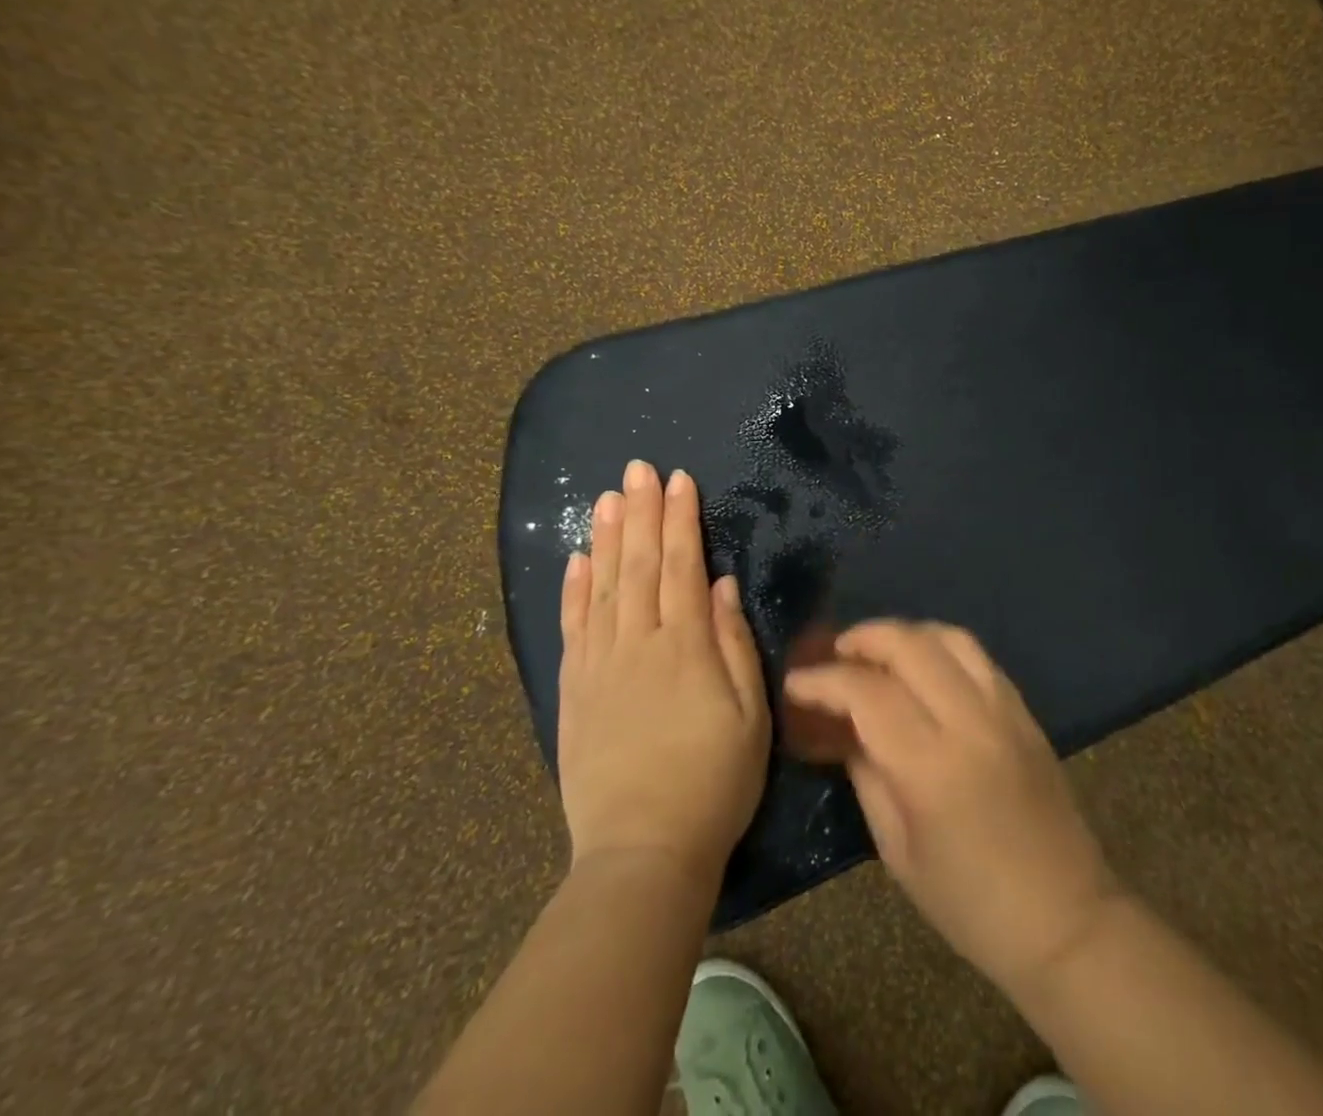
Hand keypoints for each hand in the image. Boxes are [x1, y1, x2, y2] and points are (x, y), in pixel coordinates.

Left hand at [556, 461, 769, 884]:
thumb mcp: (750, 715)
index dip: (681, 520)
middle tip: (638, 470)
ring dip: (605, 537)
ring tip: (606, 497)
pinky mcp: (573, 690)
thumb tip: (720, 585)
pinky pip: (572, 627)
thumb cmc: (714, 782)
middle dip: (641, 512)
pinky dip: (573, 589)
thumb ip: (733, 643)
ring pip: (601, 586)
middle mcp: (637, 644)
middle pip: (638, 565)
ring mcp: (599, 665)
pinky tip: (575, 559)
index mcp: (685, 647)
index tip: (679, 480)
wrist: (643, 851)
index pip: (681, 566)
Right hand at [784, 621, 1119, 993]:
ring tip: (877, 653)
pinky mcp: (1024, 709)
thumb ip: (867, 774)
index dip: (823, 680)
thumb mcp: (898, 850)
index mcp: (931, 766)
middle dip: (862, 638)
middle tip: (835, 655)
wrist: (1065, 919)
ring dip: (904, 634)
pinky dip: (940, 646)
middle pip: (909, 644)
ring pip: (947, 636)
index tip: (796, 682)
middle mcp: (970, 721)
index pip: (867, 692)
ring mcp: (1003, 709)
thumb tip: (842, 727)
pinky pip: (977, 655)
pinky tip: (923, 667)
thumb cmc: (969, 903)